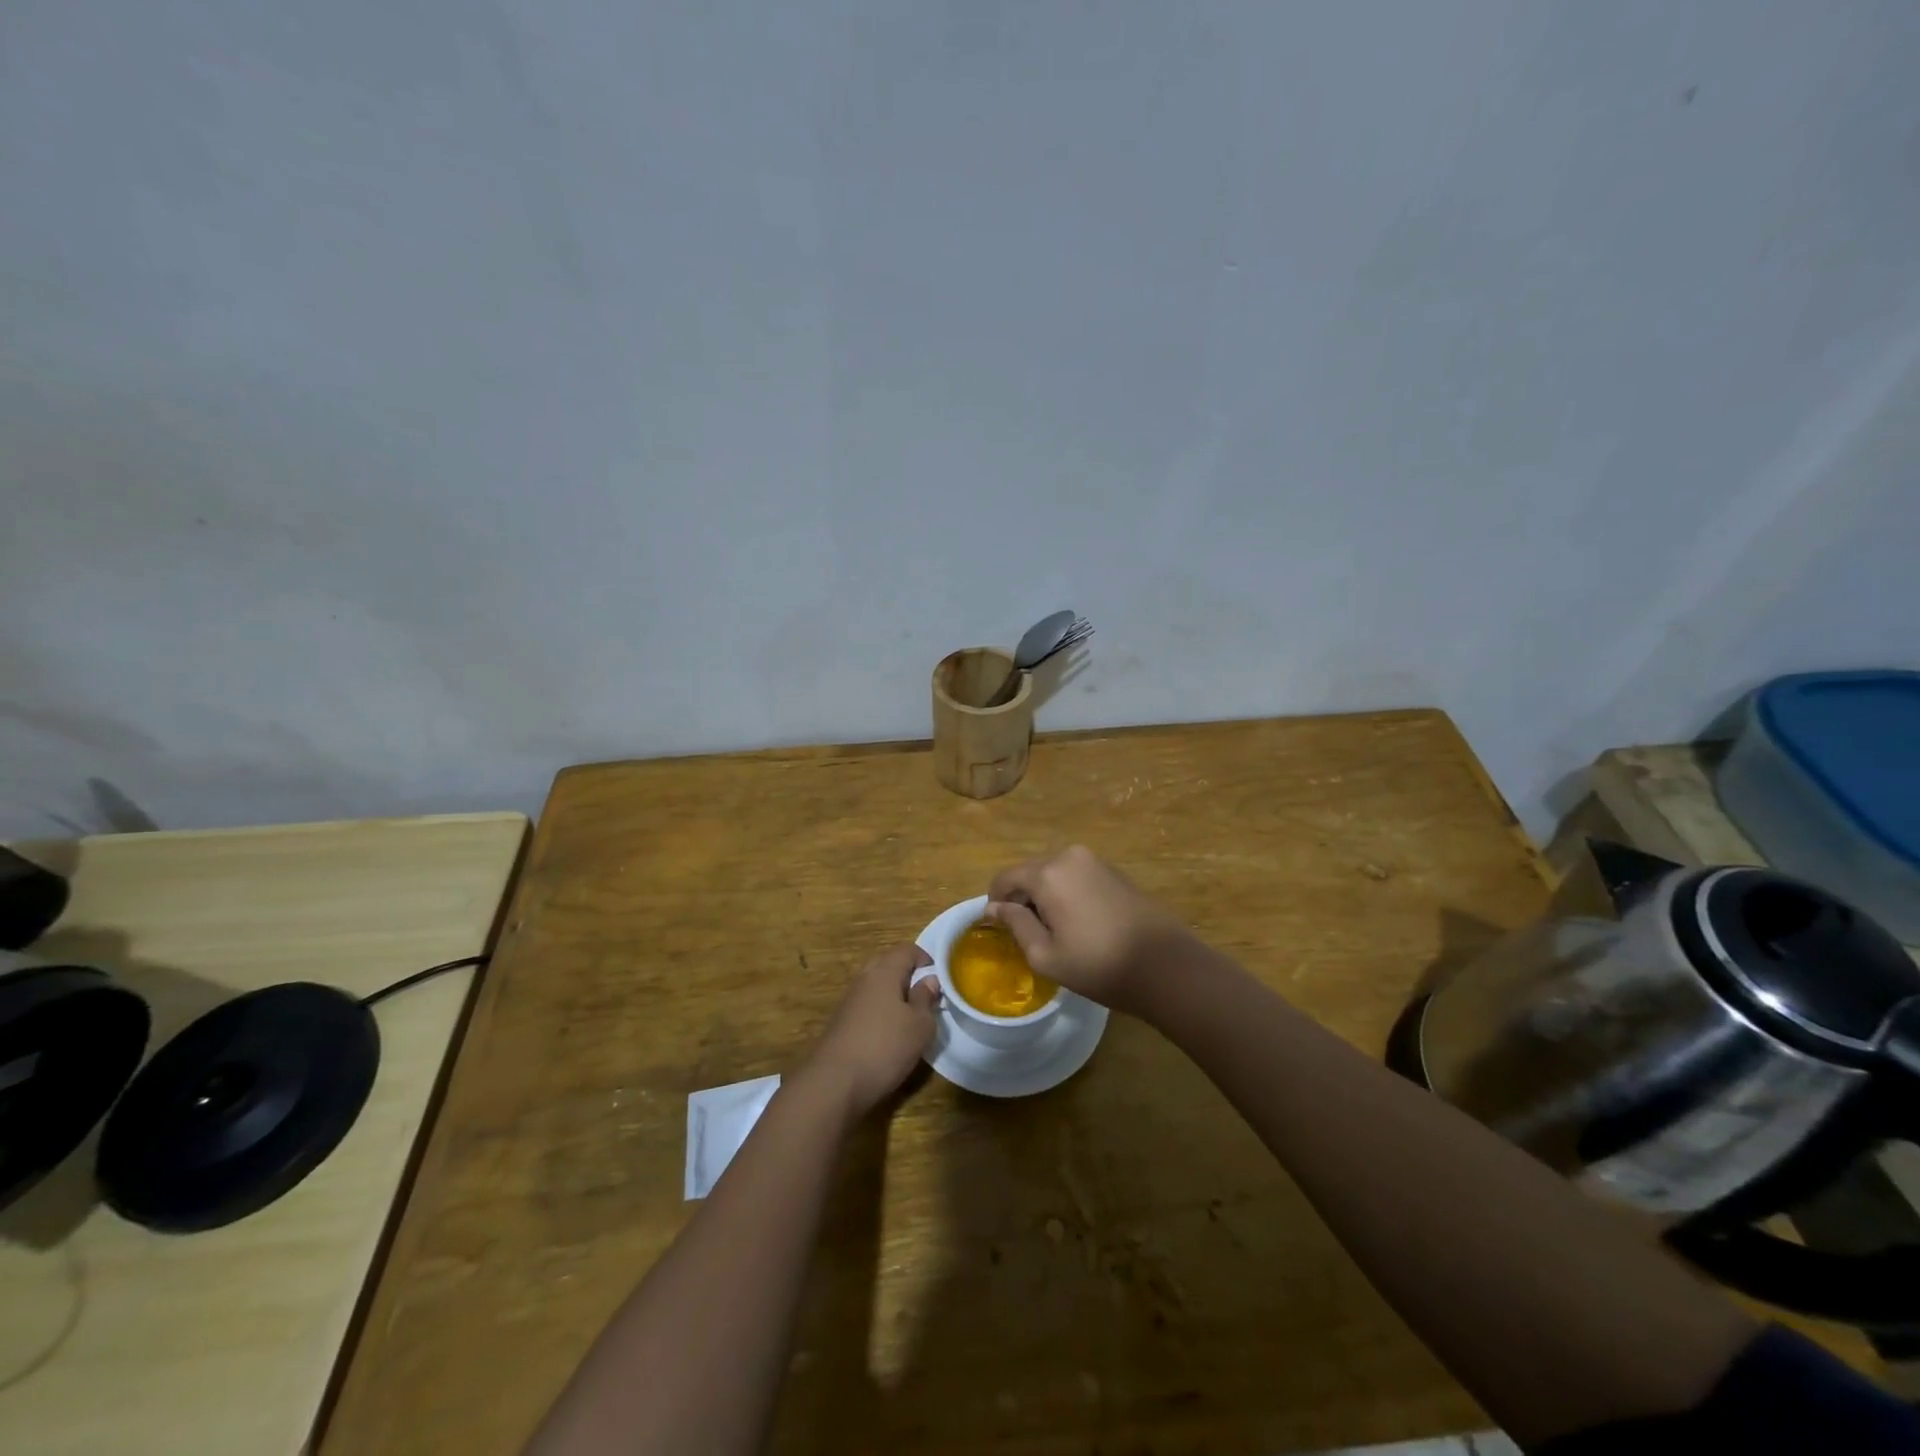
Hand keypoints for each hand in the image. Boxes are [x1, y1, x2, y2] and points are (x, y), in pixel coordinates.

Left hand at [801, 943, 939, 1115]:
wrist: (834, 1082)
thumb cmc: (885, 1047)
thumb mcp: (920, 1025)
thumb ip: (926, 999)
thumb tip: (929, 980)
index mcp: (884, 971)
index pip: (907, 949)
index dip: (926, 959)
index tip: (940, 979)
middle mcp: (864, 978)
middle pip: (889, 964)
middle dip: (909, 975)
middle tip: (926, 996)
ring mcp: (849, 999)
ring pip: (876, 985)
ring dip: (894, 995)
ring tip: (911, 1017)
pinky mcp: (841, 1021)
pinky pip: (867, 1004)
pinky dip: (881, 1011)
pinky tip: (889, 1034)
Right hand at [986, 846, 1193, 1014]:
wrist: (1165, 965)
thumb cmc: (1099, 964)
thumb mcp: (1046, 955)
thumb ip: (1015, 925)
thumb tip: (993, 908)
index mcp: (1048, 873)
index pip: (1005, 878)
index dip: (996, 903)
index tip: (999, 929)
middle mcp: (1068, 855)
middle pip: (1029, 872)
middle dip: (1021, 898)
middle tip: (1028, 934)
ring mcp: (1094, 860)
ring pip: (1052, 873)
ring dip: (1044, 895)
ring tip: (1054, 930)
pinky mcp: (1113, 870)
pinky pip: (1075, 875)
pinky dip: (1066, 892)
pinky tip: (1078, 922)